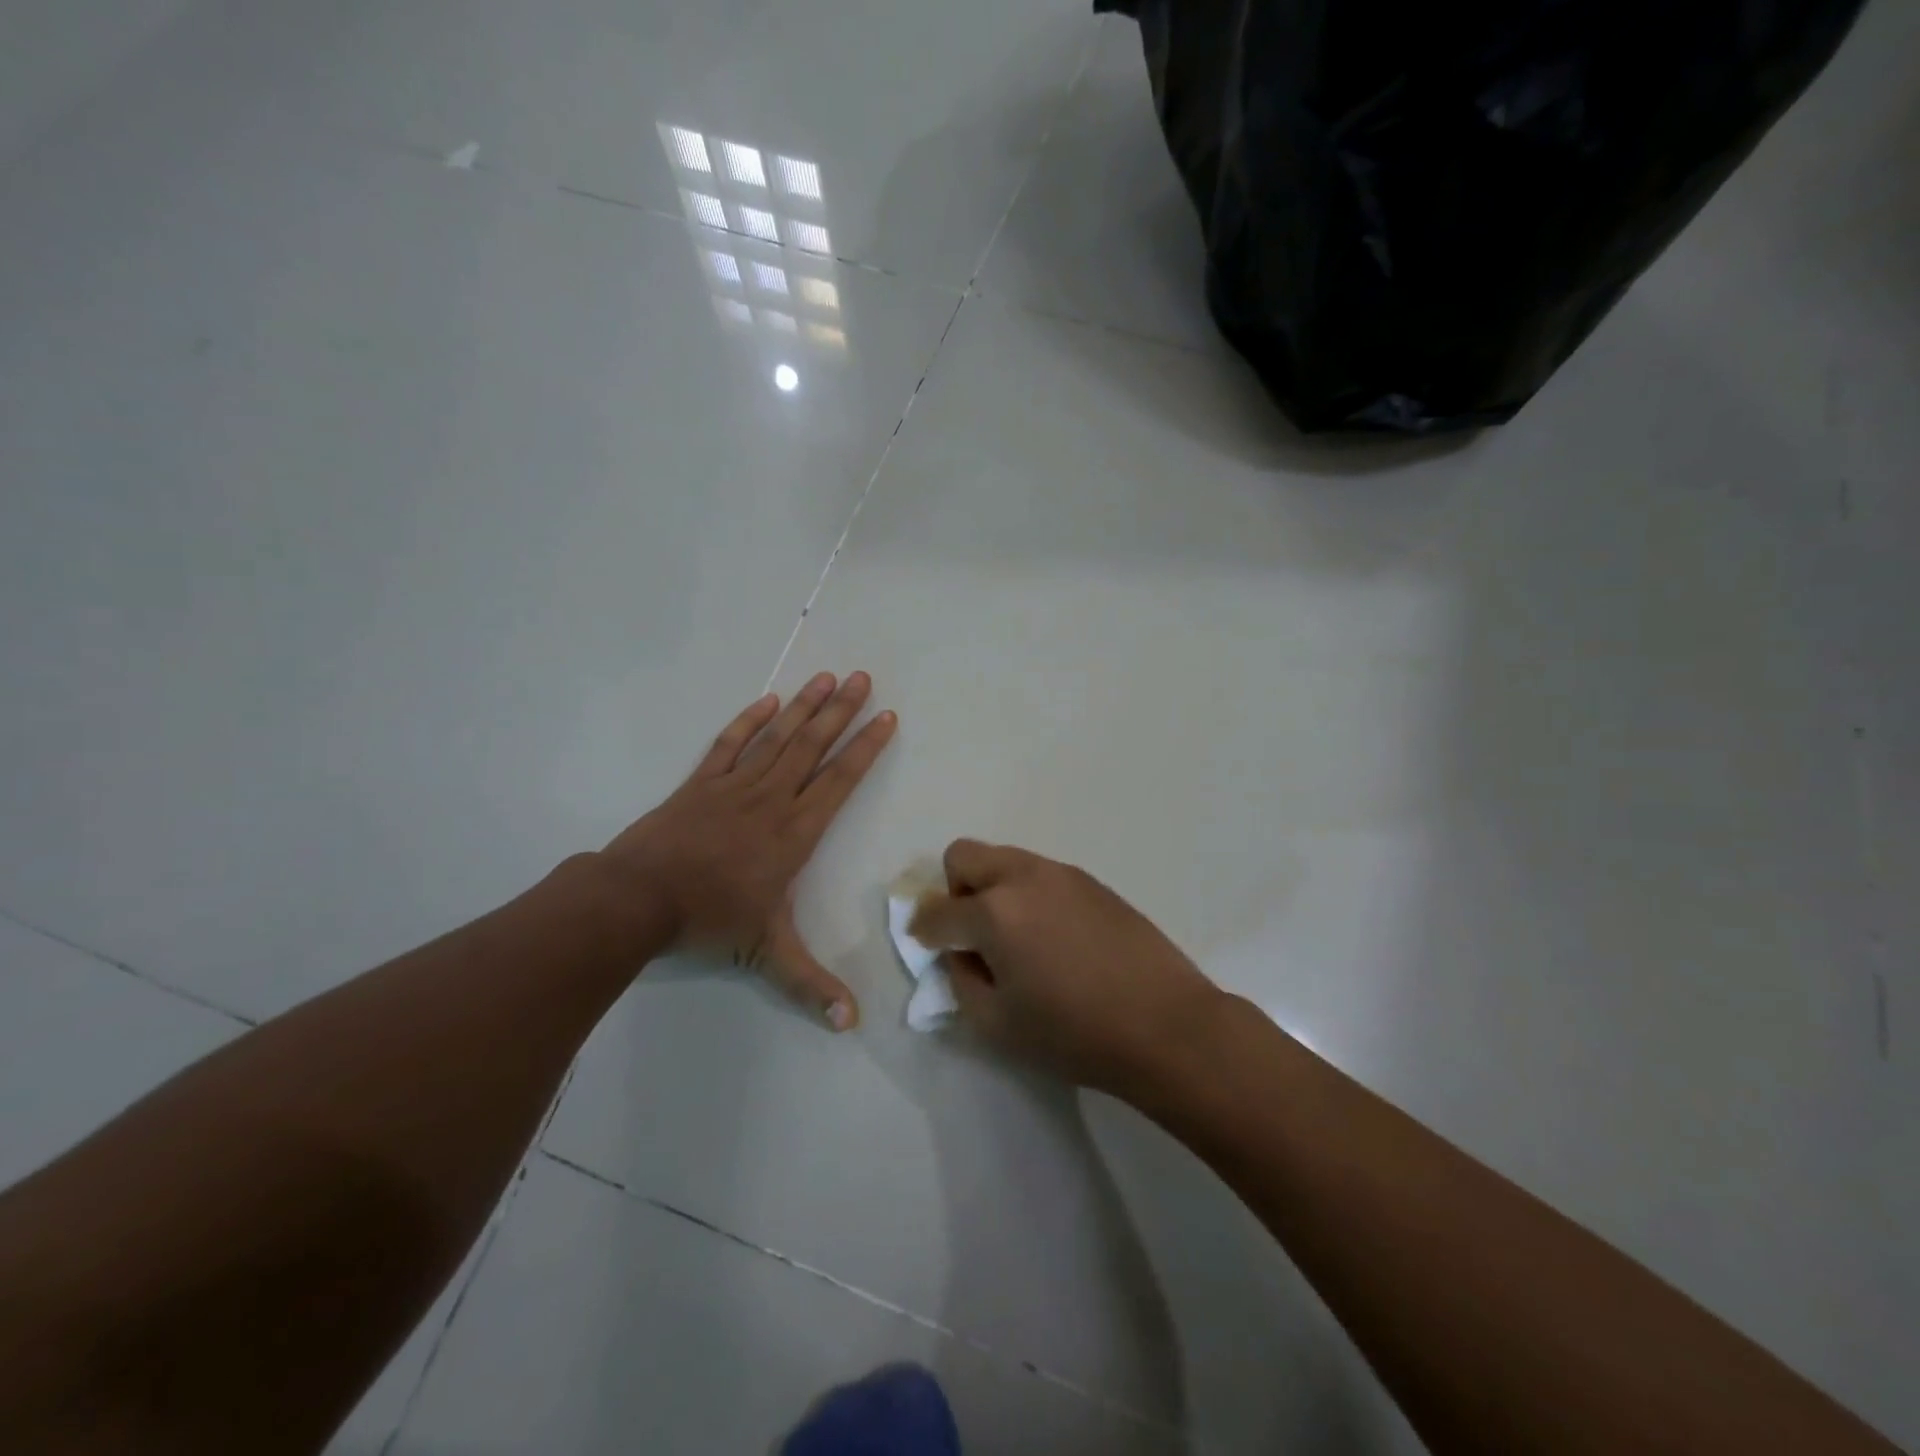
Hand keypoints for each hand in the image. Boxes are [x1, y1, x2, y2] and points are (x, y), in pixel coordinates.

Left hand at [602, 672, 896, 1029]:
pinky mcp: (699, 783)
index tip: (886, 717)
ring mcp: (733, 786)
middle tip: (863, 677)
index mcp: (795, 832)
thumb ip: (810, 985)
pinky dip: (748, 721)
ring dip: (803, 706)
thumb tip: (851, 1026)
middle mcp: (771, 799)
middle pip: (812, 746)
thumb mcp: (765, 955)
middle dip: (841, 711)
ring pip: (777, 737)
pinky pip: (729, 744)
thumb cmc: (708, 921)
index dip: (865, 747)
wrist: (636, 900)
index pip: (840, 780)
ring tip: (825, 676)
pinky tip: (768, 701)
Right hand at [909, 841, 1223, 1094]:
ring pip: (1005, 859)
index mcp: (994, 912)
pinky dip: (1029, 895)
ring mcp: (1061, 874)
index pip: (937, 911)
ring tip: (1017, 938)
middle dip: (954, 890)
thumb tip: (960, 954)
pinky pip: (1041, 874)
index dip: (922, 931)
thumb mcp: (998, 1024)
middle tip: (972, 934)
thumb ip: (962, 981)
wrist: (1166, 1025)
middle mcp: (1023, 877)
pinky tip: (1055, 938)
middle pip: (964, 856)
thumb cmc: (1075, 1033)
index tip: (927, 946)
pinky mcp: (1092, 882)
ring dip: (993, 889)